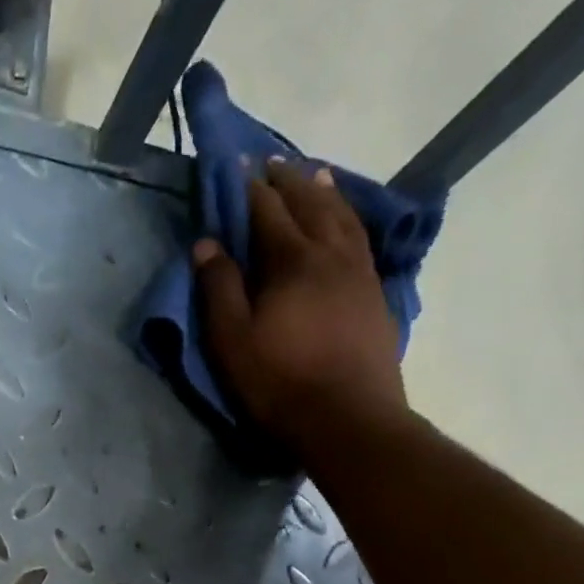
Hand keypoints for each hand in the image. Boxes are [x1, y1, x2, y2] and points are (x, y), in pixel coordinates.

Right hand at [192, 160, 406, 442]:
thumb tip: (206, 242)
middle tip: (274, 163)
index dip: (250, 188)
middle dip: (289, 181)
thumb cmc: (280, 383)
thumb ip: (219, 289)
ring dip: (326, 192)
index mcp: (292, 261)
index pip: (268, 211)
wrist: (347, 419)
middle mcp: (331, 254)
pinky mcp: (376, 296)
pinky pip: (362, 240)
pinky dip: (349, 219)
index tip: (238, 167)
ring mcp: (360, 273)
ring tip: (315, 176)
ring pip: (343, 217)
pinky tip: (345, 223)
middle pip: (311, 204)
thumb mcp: (233, 341)